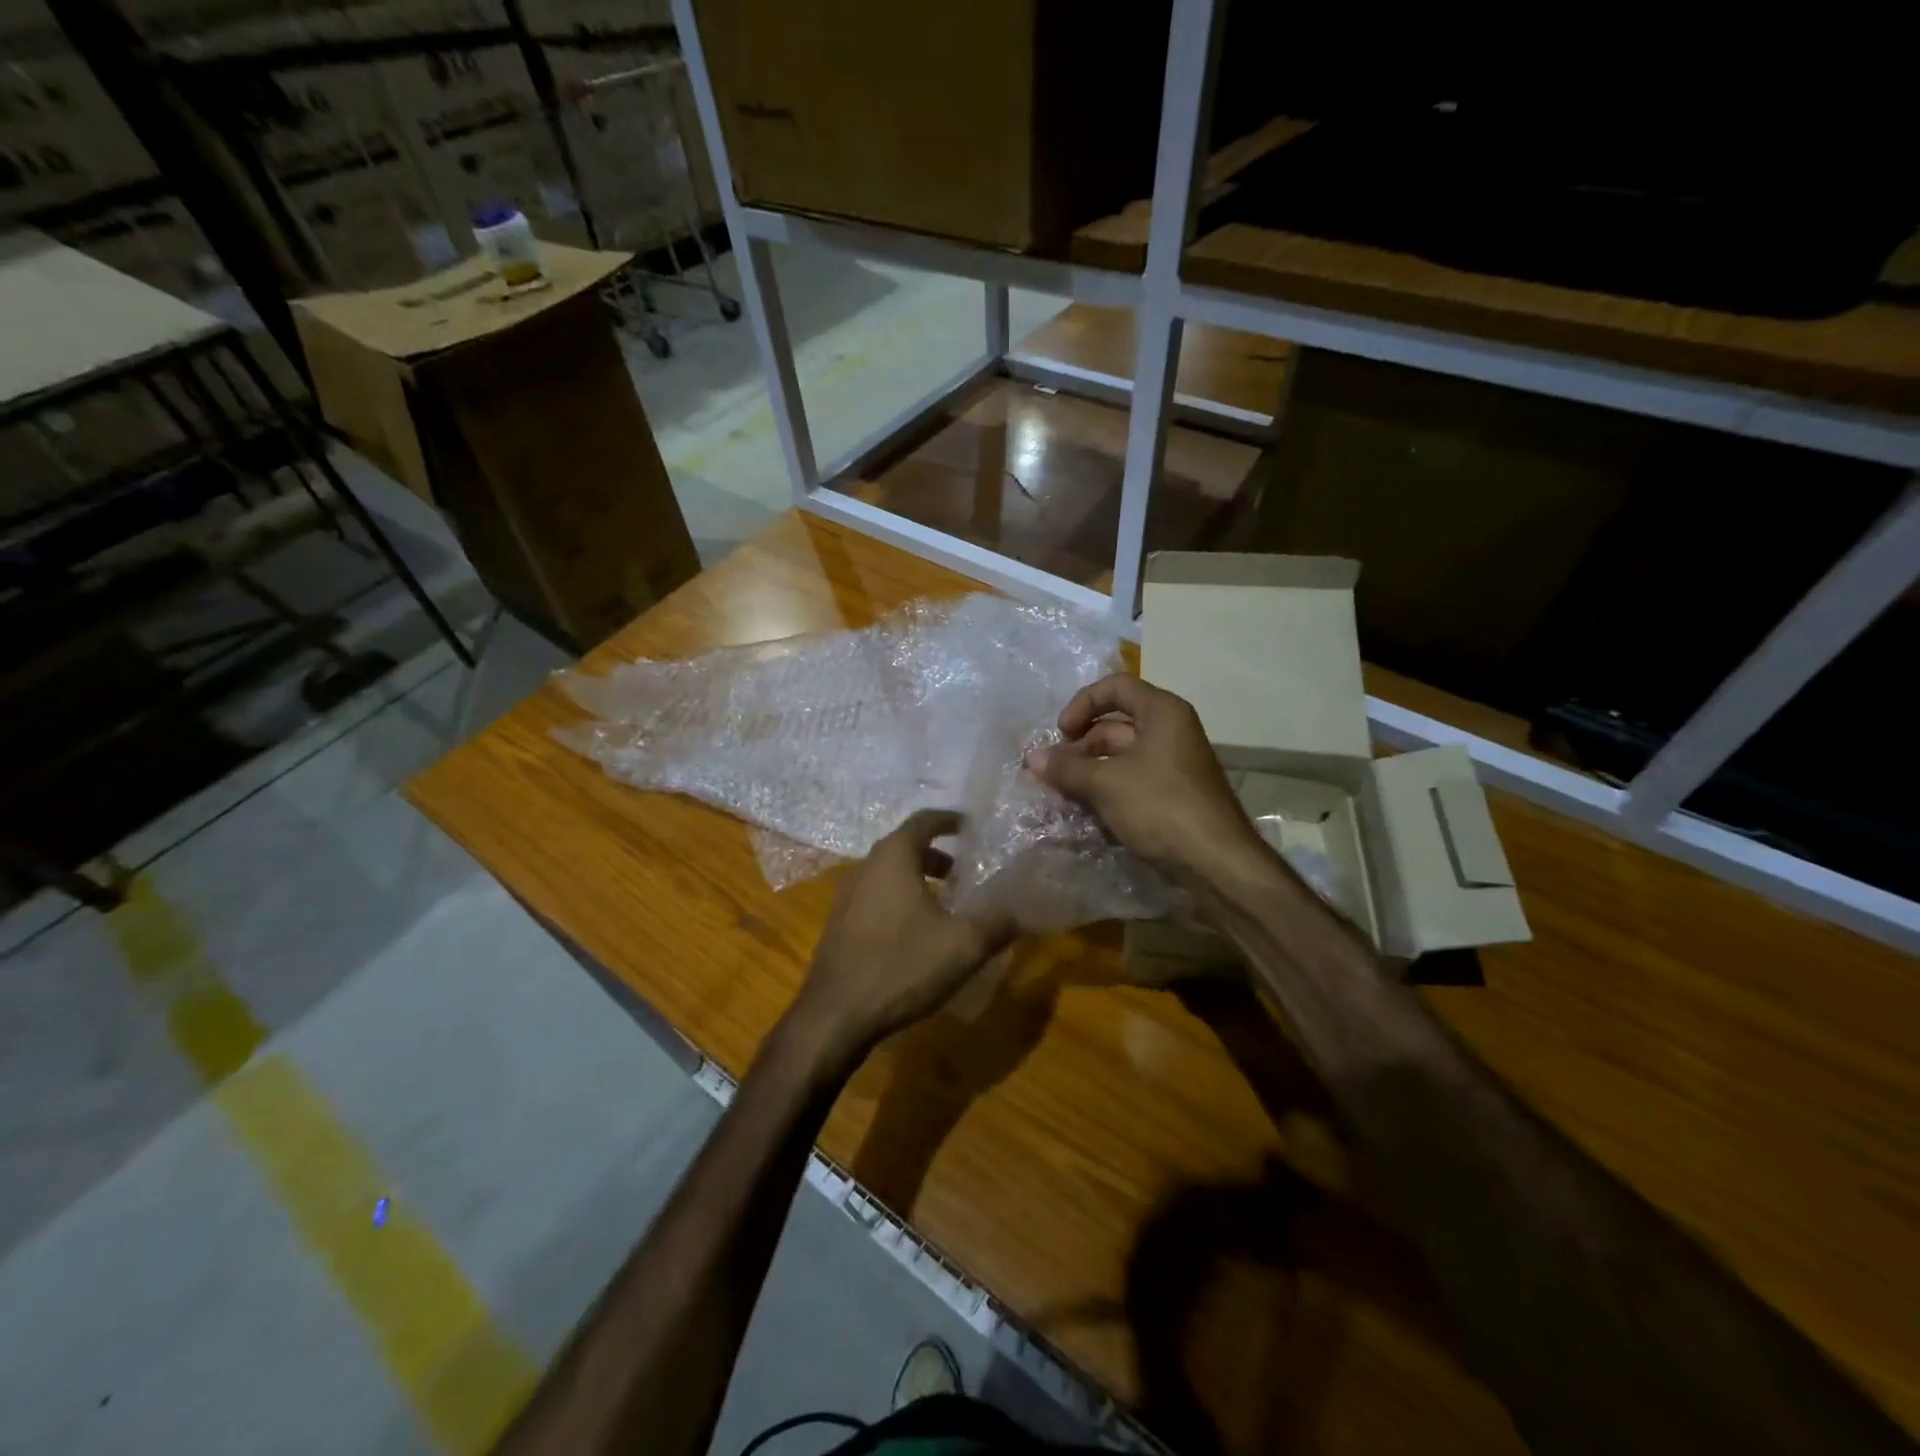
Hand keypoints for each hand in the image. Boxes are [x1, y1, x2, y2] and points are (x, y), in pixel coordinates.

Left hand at [785, 810, 1016, 1062]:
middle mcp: (866, 865)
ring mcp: (848, 894)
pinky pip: (877, 895)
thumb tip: (1017, 912)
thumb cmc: (901, 966)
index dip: (952, 820)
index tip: (973, 828)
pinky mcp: (840, 922)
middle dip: (939, 854)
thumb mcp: (964, 946)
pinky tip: (917, 932)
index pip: (925, 819)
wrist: (835, 1015)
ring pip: (890, 872)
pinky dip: (901, 898)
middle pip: (906, 845)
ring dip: (919, 878)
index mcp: (894, 857)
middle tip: (966, 872)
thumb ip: (997, 923)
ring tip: (947, 904)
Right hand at [1025, 673, 1259, 884]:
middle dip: (1079, 746)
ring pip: (1119, 757)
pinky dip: (1105, 790)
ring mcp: (1172, 766)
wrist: (1215, 862)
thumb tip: (1031, 758)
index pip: (1115, 688)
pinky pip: (1130, 782)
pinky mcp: (1170, 796)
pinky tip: (1083, 810)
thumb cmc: (1161, 806)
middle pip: (1114, 725)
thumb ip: (1067, 768)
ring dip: (1088, 771)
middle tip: (1051, 771)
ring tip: (1059, 793)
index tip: (1060, 733)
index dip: (1082, 704)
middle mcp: (1170, 732)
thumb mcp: (1106, 783)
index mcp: (1162, 713)